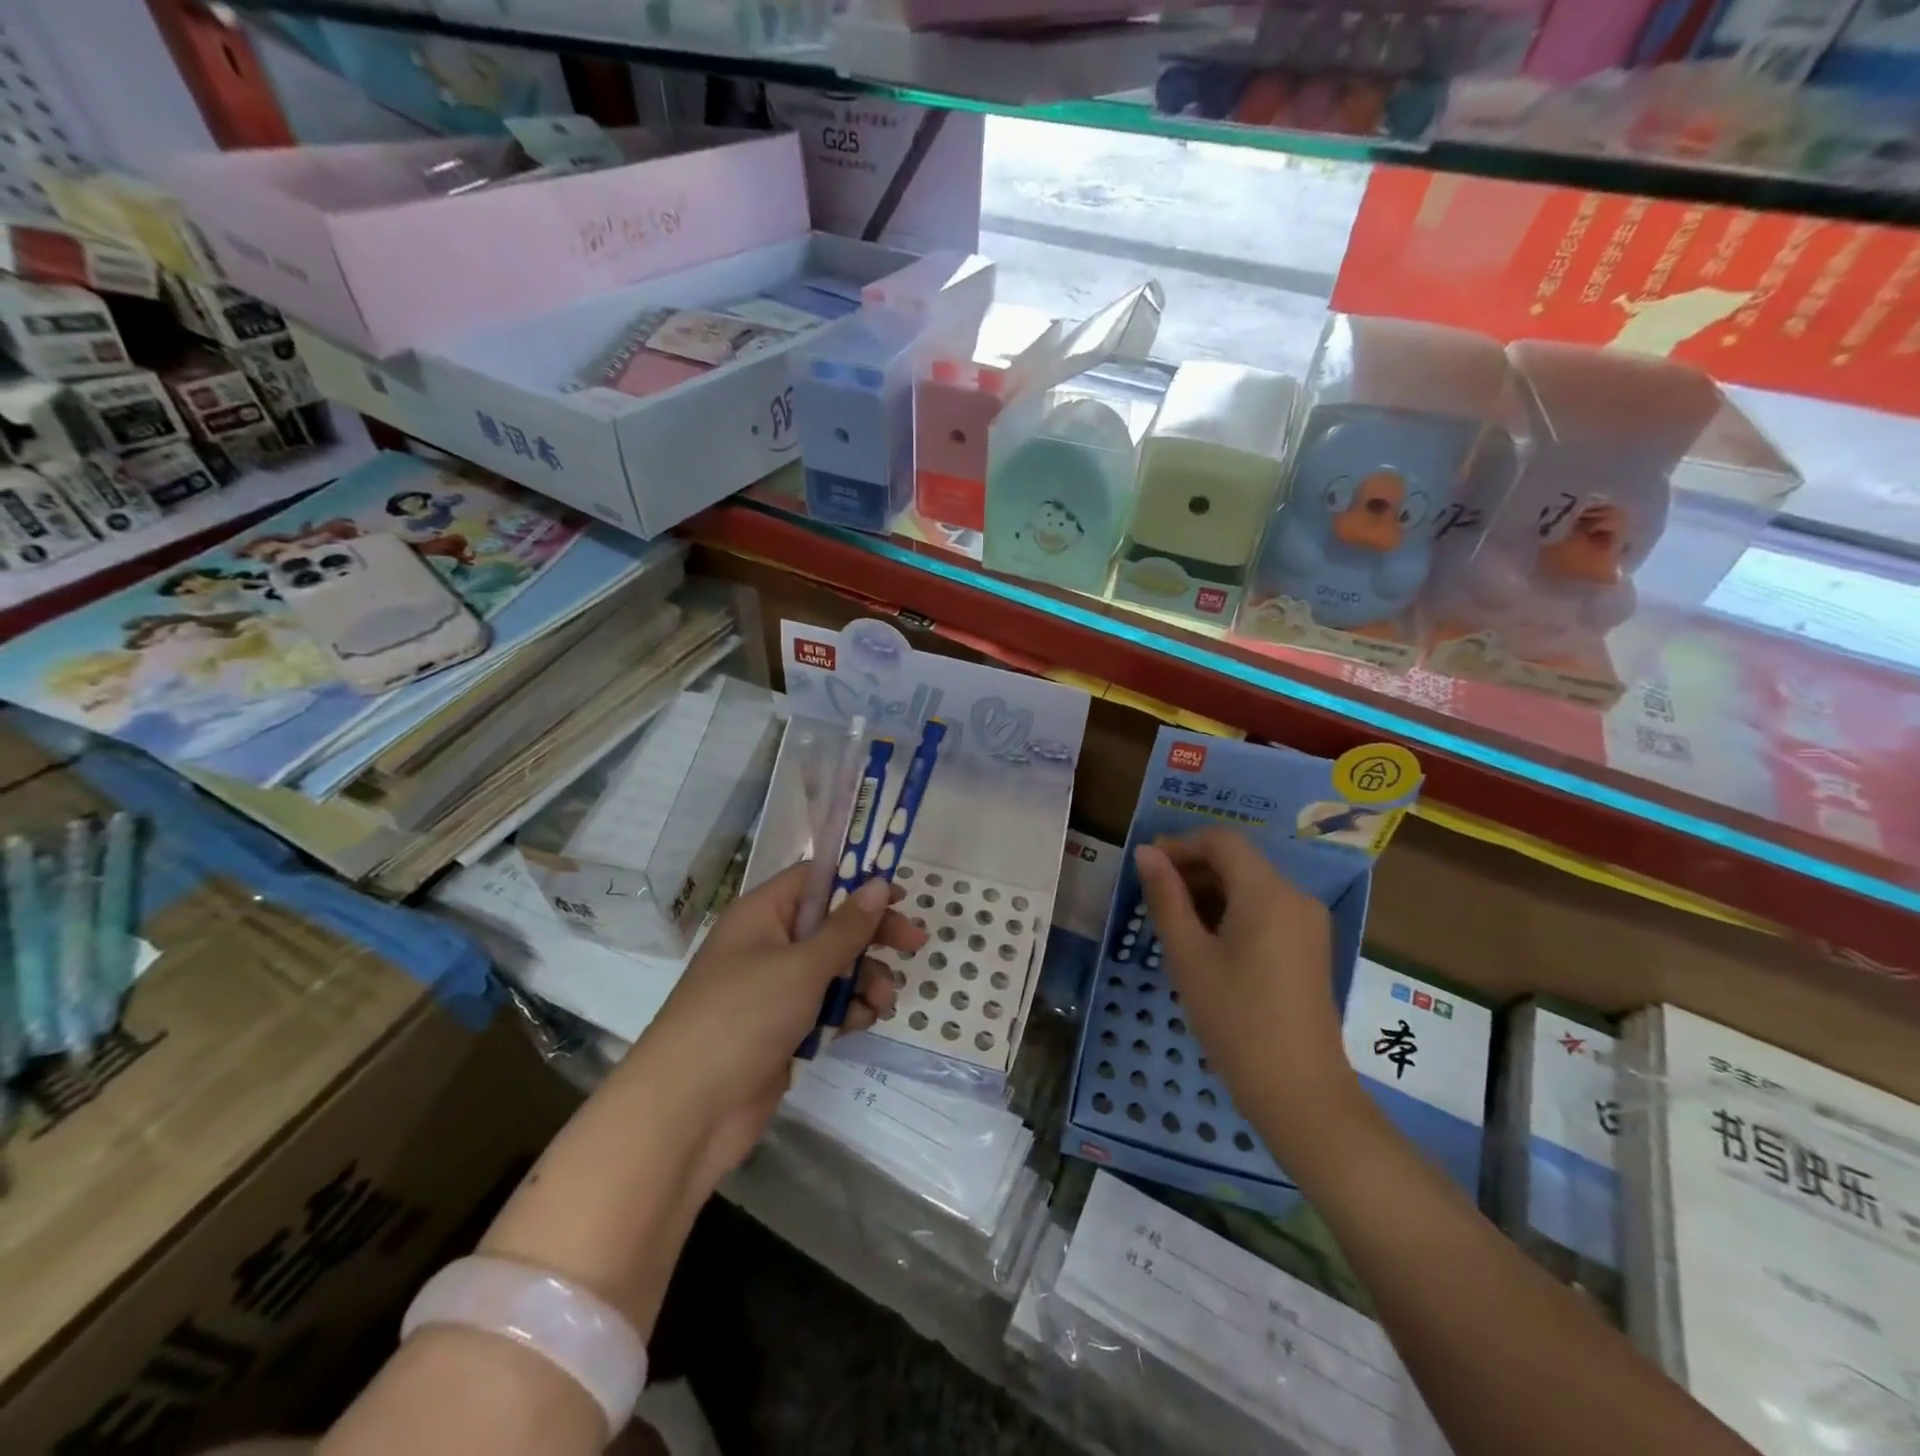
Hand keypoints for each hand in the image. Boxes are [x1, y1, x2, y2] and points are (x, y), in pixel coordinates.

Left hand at [626, 864, 924, 1194]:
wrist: (687, 1112)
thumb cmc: (743, 1017)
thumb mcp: (802, 966)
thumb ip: (846, 928)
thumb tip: (877, 884)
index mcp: (762, 914)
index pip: (815, 879)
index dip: (856, 882)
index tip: (898, 896)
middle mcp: (766, 944)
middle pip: (830, 925)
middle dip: (871, 936)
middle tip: (914, 944)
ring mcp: (772, 989)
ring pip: (833, 969)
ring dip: (864, 980)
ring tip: (881, 1002)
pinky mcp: (781, 1029)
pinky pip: (824, 1006)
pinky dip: (846, 1011)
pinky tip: (861, 1024)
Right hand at [1134, 829, 1356, 1154]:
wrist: (1299, 1091)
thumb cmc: (1235, 1018)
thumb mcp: (1188, 955)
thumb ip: (1165, 897)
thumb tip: (1146, 854)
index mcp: (1268, 892)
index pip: (1221, 841)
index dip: (1180, 845)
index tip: (1146, 868)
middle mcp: (1295, 897)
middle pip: (1238, 861)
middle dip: (1193, 869)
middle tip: (1152, 897)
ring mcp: (1308, 924)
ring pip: (1251, 886)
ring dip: (1210, 892)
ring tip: (1173, 922)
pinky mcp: (1310, 948)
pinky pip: (1266, 910)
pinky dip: (1233, 912)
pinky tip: (1206, 942)